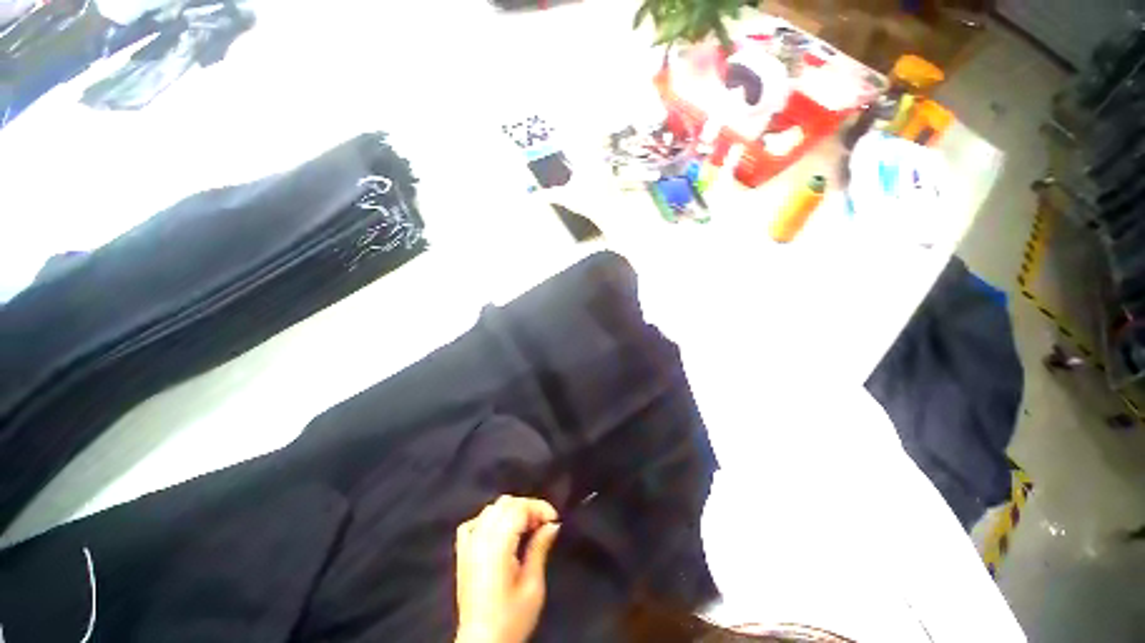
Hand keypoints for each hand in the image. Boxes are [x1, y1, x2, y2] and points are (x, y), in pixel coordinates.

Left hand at [454, 496, 560, 642]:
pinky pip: (473, 523)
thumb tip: (552, 524)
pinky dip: (488, 520)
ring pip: (490, 509)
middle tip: (542, 525)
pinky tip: (499, 532)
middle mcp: (480, 539)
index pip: (519, 508)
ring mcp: (468, 545)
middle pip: (505, 503)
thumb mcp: (533, 587)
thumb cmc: (511, 619)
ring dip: (510, 511)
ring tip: (525, 529)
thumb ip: (540, 548)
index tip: (554, 520)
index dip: (539, 508)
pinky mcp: (462, 554)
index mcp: (497, 546)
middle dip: (527, 507)